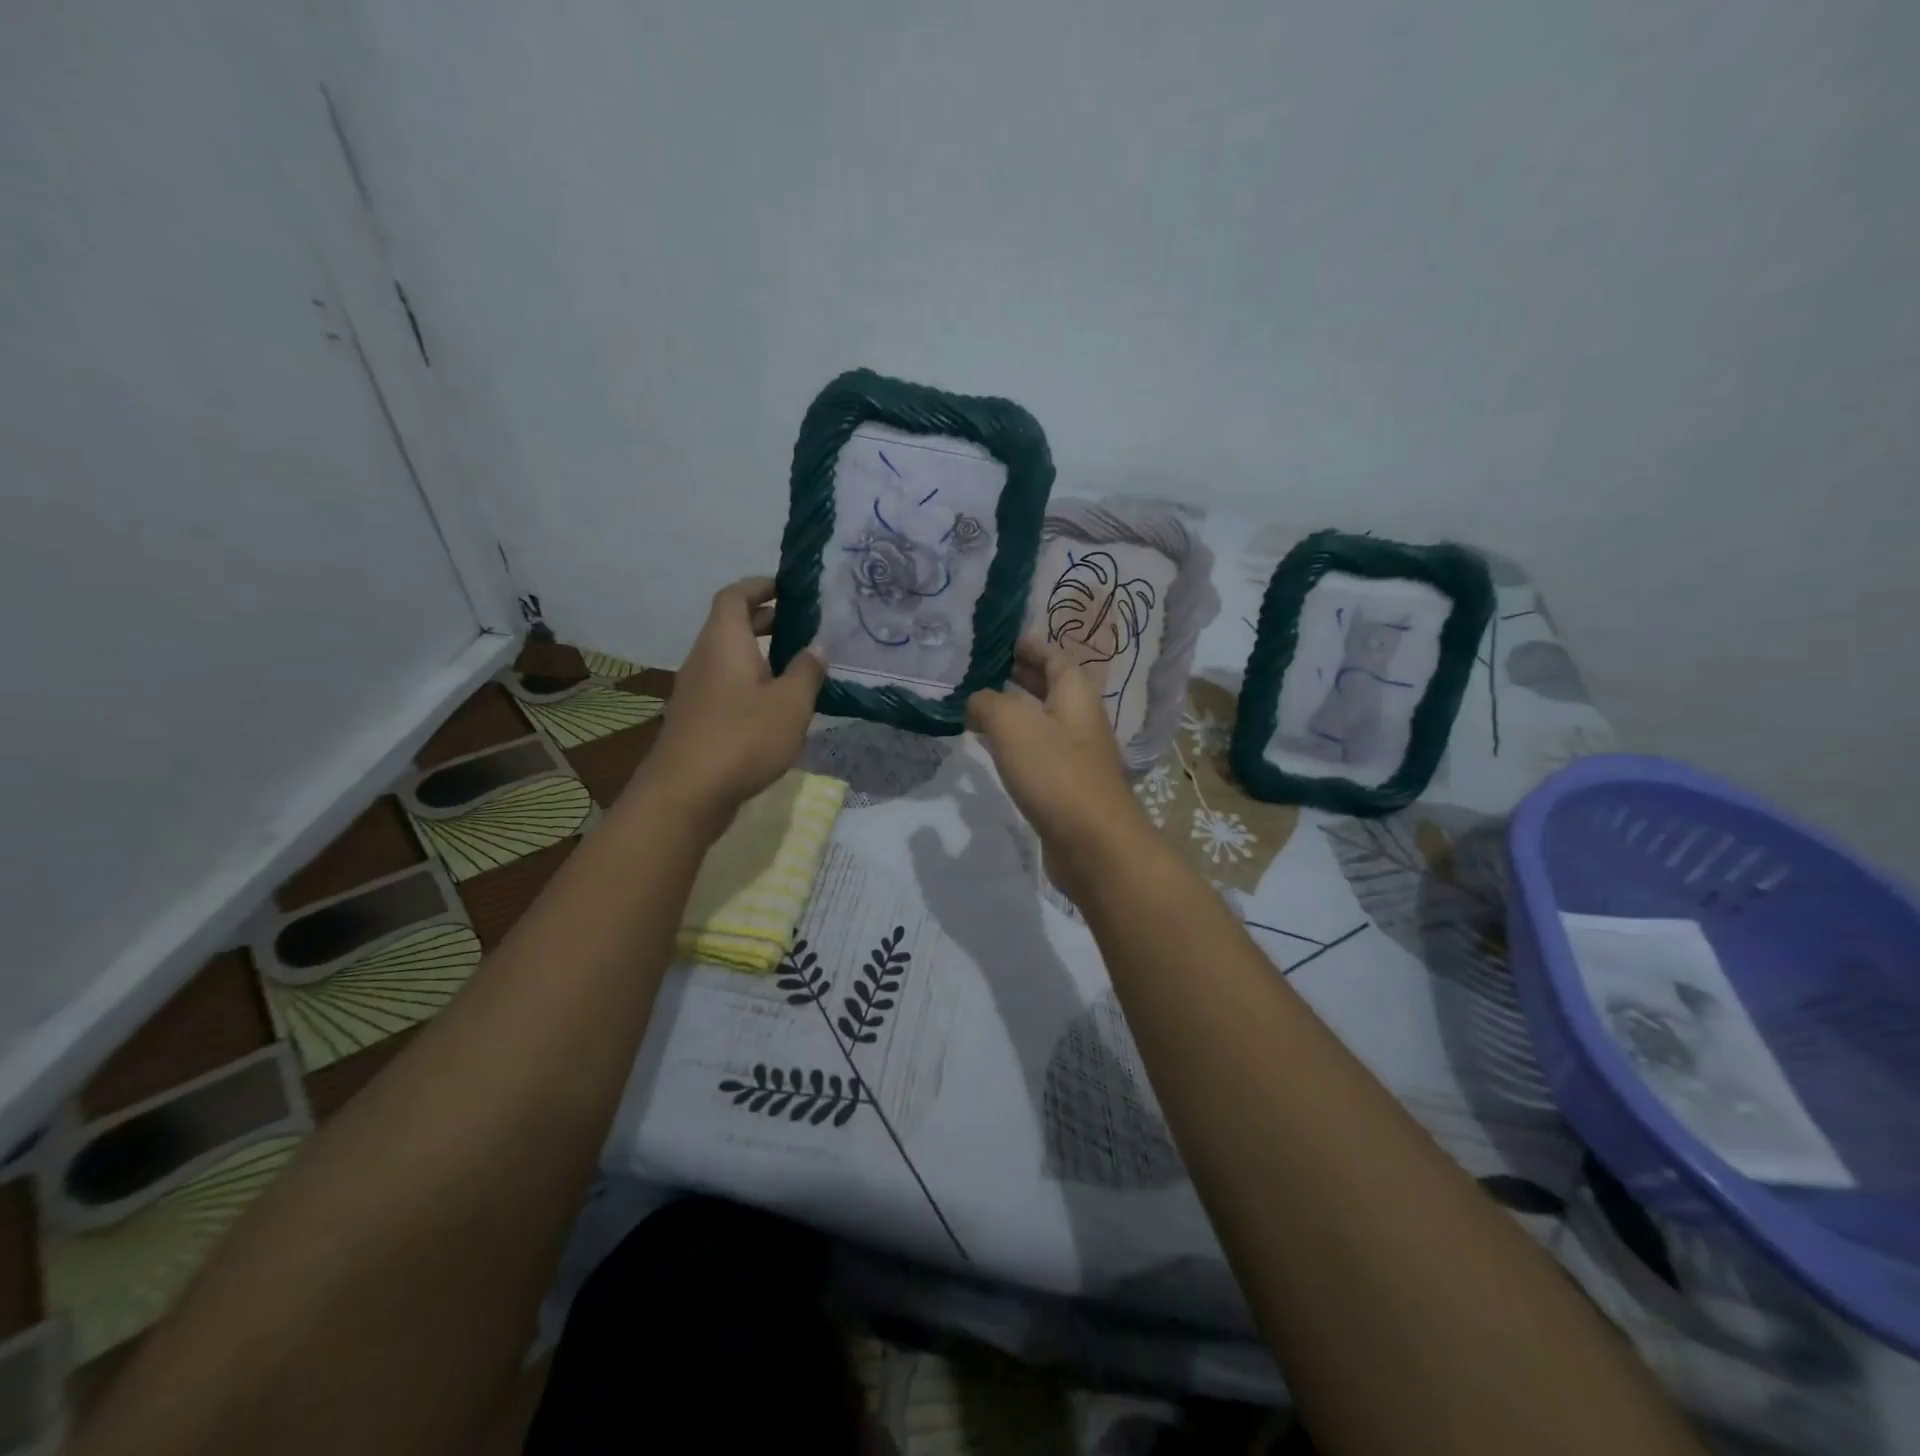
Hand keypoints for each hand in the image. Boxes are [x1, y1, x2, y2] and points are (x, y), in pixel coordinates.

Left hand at [637, 577, 824, 824]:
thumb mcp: (791, 703)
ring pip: (730, 658)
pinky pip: (727, 686)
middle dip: (765, 620)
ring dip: (760, 655)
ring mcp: (697, 691)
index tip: (789, 589)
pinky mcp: (698, 720)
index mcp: (724, 641)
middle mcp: (704, 658)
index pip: (735, 595)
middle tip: (802, 626)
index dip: (760, 585)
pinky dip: (751, 682)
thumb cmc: (743, 737)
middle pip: (731, 625)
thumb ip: (807, 671)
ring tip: (798, 666)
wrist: (686, 793)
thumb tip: (816, 647)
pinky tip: (777, 706)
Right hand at [966, 638, 1152, 902]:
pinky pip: (1037, 752)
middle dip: (1018, 674)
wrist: (1093, 844)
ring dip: (1013, 709)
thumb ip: (987, 703)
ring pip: (1041, 720)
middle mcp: (1079, 719)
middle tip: (980, 668)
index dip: (1028, 644)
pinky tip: (992, 749)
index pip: (1054, 656)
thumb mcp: (1012, 724)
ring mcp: (1075, 754)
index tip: (997, 640)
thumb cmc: (1055, 773)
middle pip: (1050, 686)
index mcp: (1075, 694)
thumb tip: (976, 701)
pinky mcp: (1066, 786)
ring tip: (977, 704)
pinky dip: (1015, 742)